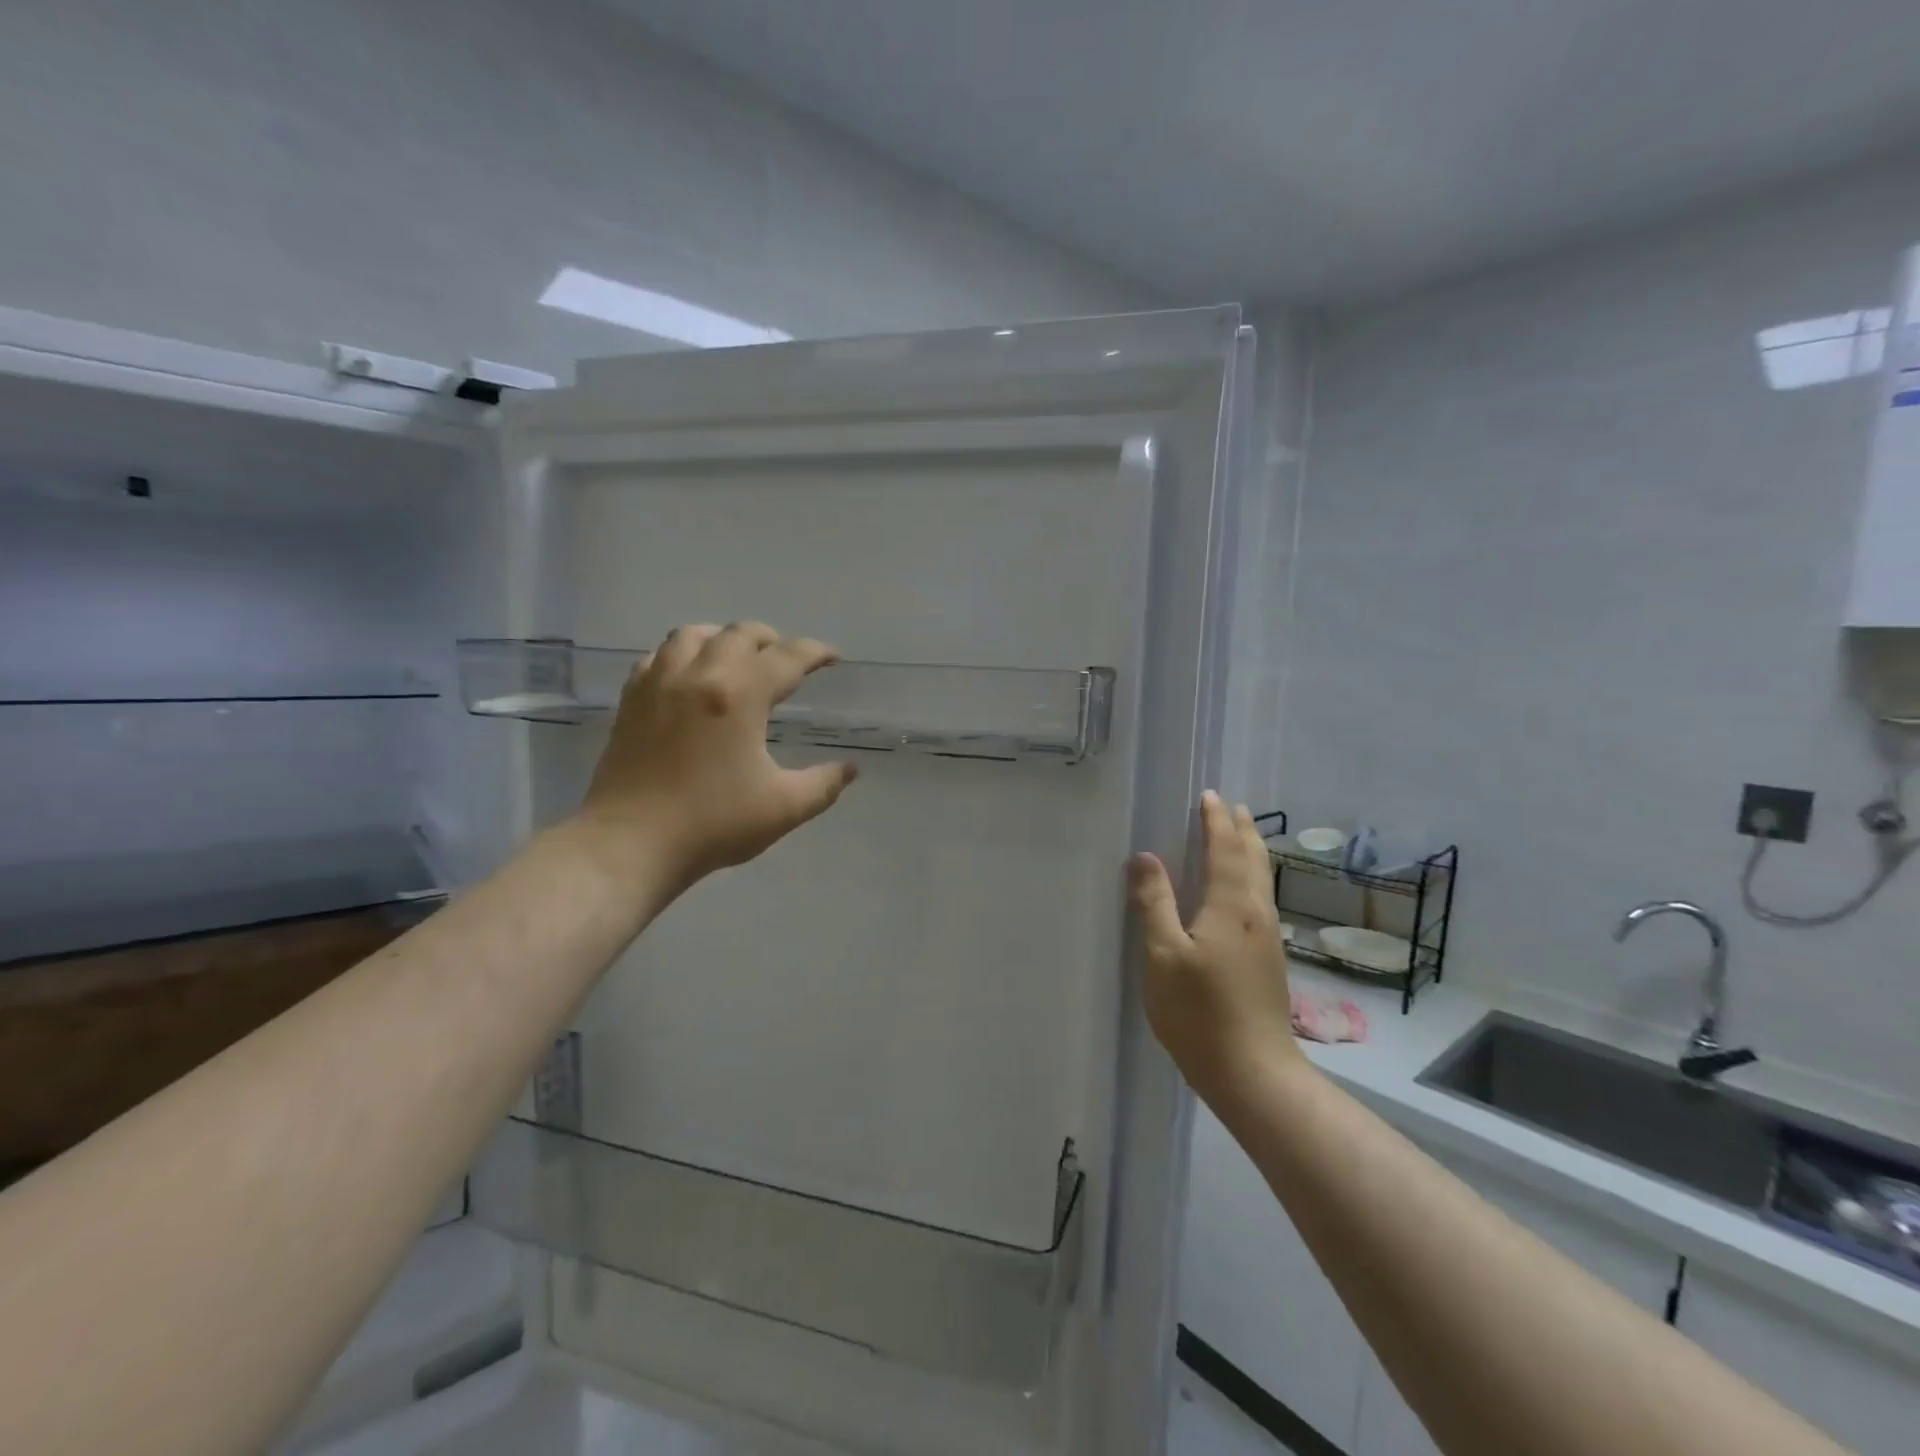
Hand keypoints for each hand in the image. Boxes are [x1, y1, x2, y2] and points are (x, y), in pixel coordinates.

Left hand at [575, 622, 857, 891]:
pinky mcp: (631, 701)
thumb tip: (849, 769)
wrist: (631, 844)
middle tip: (786, 661)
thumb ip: (823, 784)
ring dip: (722, 638)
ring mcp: (658, 684)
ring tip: (736, 659)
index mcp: (740, 695)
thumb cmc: (712, 824)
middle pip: (739, 634)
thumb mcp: (784, 808)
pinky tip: (689, 677)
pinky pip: (657, 656)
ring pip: (692, 634)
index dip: (815, 652)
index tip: (832, 658)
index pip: (787, 657)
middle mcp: (699, 675)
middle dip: (770, 640)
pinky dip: (681, 655)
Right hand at [1128, 791, 1303, 1103]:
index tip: (1209, 796)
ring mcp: (1267, 938)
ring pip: (1262, 880)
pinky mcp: (1268, 959)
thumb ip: (1154, 903)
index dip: (1216, 821)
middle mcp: (1256, 914)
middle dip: (1241, 829)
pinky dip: (1253, 876)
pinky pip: (1261, 898)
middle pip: (1253, 860)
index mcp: (1230, 906)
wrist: (1253, 1072)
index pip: (1225, 850)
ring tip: (1243, 834)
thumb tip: (1144, 857)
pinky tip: (1244, 890)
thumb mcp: (1163, 955)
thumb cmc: (1200, 1012)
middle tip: (1232, 806)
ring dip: (1252, 850)